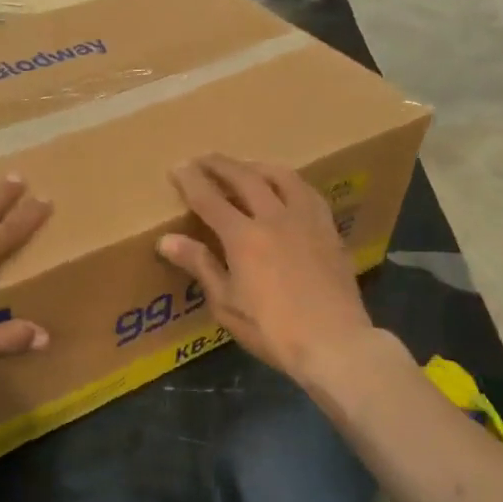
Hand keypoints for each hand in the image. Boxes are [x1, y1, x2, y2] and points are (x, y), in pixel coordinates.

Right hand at [157, 155, 374, 384]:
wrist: (335, 343)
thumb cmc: (272, 330)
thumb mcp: (226, 303)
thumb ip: (200, 265)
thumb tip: (167, 240)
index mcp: (243, 237)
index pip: (209, 199)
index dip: (190, 180)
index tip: (177, 167)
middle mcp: (274, 217)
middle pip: (244, 178)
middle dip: (220, 165)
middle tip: (204, 158)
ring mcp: (306, 220)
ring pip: (281, 176)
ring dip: (257, 166)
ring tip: (246, 166)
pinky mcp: (329, 230)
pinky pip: (308, 193)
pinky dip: (290, 182)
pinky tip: (287, 188)